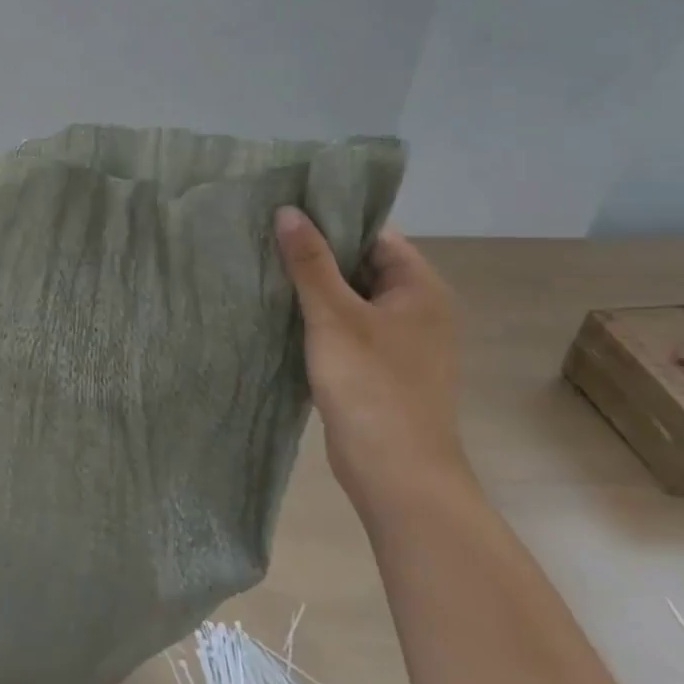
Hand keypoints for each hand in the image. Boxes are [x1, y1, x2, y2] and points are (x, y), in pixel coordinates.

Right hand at [275, 206, 471, 517]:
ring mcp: (398, 340)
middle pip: (361, 263)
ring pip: (349, 296)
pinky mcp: (378, 366)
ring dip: (312, 285)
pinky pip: (345, 326)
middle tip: (265, 234)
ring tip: (263, 266)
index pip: (374, 234)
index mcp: (420, 288)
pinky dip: (316, 316)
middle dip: (315, 252)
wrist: (396, 474)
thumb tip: (288, 211)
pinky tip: (278, 310)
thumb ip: (310, 262)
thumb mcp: (334, 316)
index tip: (286, 209)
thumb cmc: (372, 386)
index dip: (331, 219)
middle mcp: (416, 308)